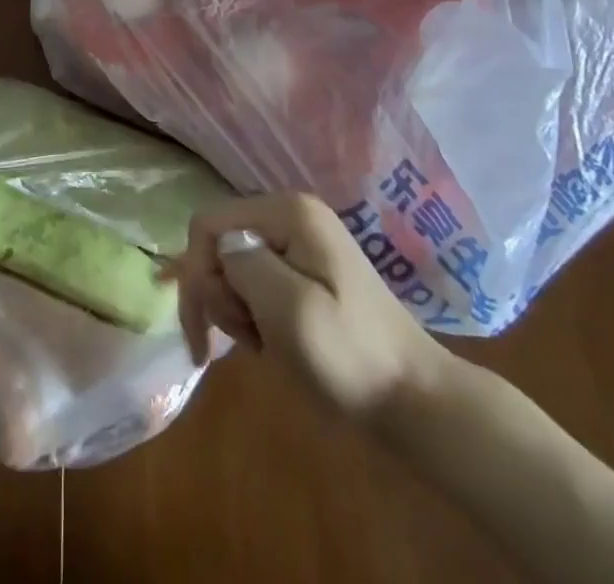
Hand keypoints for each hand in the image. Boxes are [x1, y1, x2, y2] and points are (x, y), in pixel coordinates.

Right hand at [171, 192, 445, 421]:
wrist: (418, 402)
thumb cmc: (351, 355)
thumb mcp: (287, 308)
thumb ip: (243, 265)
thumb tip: (221, 247)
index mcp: (287, 212)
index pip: (209, 224)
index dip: (196, 272)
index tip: (204, 330)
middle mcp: (290, 215)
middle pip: (220, 244)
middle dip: (220, 295)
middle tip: (246, 341)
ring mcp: (300, 243)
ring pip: (234, 266)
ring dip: (236, 310)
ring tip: (264, 346)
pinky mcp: (306, 271)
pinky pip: (257, 282)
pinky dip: (253, 314)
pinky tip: (271, 343)